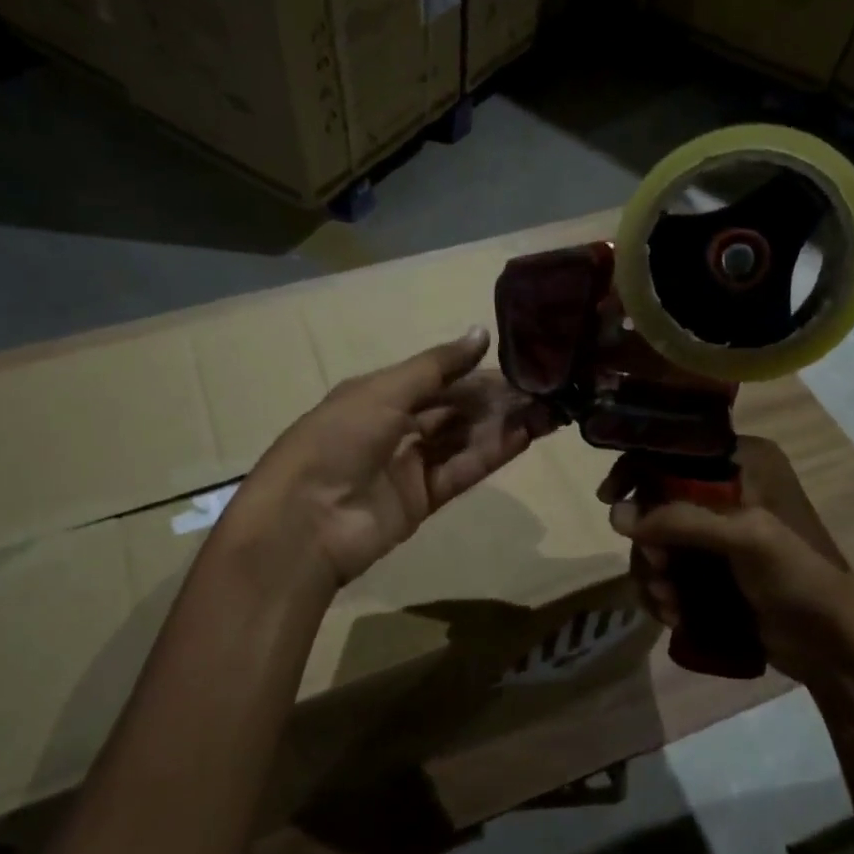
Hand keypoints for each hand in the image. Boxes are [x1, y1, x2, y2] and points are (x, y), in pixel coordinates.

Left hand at [228, 327, 555, 588]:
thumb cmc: (338, 439)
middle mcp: (395, 426)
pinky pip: (462, 471)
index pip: (436, 378)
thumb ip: (437, 366)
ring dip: (501, 425)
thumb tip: (482, 333)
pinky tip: (525, 436)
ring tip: (547, 410)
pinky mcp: (422, 500)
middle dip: (495, 399)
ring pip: (463, 439)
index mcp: (377, 394)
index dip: (474, 371)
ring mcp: (409, 465)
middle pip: (453, 409)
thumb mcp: (383, 390)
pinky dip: (491, 454)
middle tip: (542, 389)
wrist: (306, 520)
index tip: (518, 363)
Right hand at [599, 437, 853, 688]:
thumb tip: (614, 516)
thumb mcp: (745, 538)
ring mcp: (718, 533)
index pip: (674, 451)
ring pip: (658, 540)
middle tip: (659, 571)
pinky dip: (662, 591)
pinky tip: (673, 615)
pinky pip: (668, 570)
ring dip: (653, 574)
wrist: (836, 647)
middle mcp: (727, 490)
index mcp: (743, 463)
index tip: (610, 498)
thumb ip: (679, 520)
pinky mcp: (713, 569)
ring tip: (668, 604)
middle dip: (648, 542)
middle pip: (656, 501)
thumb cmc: (799, 577)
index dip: (637, 470)